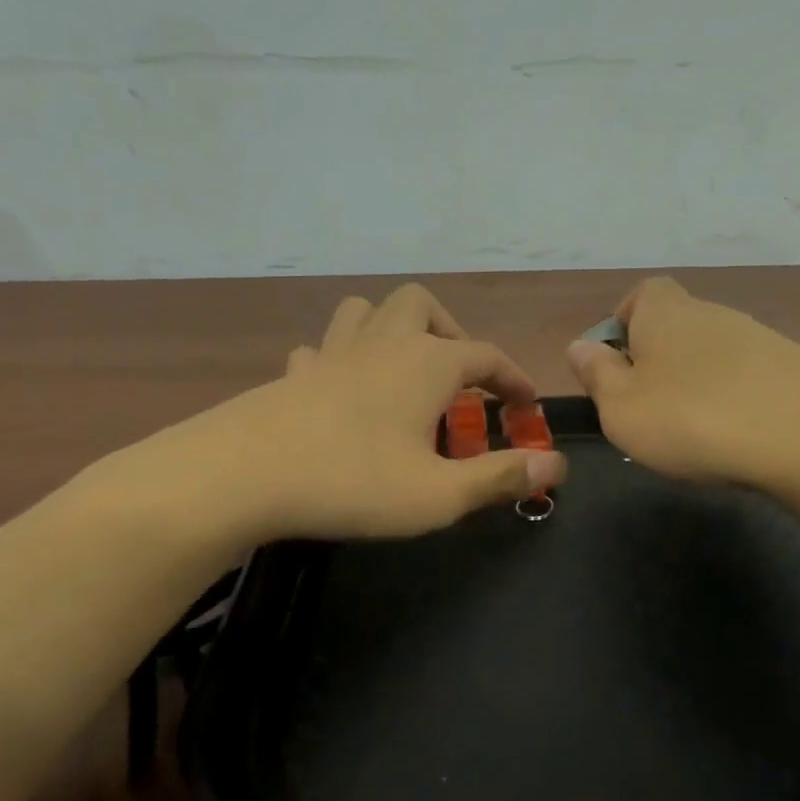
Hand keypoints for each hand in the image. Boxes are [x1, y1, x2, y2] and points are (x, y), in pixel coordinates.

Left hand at [102, 283, 566, 548]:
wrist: (241, 476)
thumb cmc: (353, 482)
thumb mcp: (439, 495)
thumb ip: (501, 477)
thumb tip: (558, 467)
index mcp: (426, 364)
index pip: (487, 356)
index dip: (514, 378)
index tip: (527, 405)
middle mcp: (382, 344)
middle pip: (421, 305)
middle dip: (450, 332)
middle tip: (459, 377)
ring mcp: (331, 354)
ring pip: (366, 311)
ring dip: (393, 329)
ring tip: (404, 370)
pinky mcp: (291, 375)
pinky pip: (321, 349)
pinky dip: (340, 359)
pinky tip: (340, 389)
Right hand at [565, 276, 799, 490]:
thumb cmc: (690, 419)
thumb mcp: (621, 407)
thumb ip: (596, 375)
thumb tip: (580, 347)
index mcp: (665, 313)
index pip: (642, 294)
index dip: (625, 322)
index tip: (617, 363)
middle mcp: (713, 314)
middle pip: (677, 327)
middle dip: (658, 362)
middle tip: (649, 411)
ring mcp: (760, 339)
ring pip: (713, 356)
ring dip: (697, 385)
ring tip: (694, 434)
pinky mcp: (795, 369)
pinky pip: (749, 380)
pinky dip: (735, 402)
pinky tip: (736, 439)